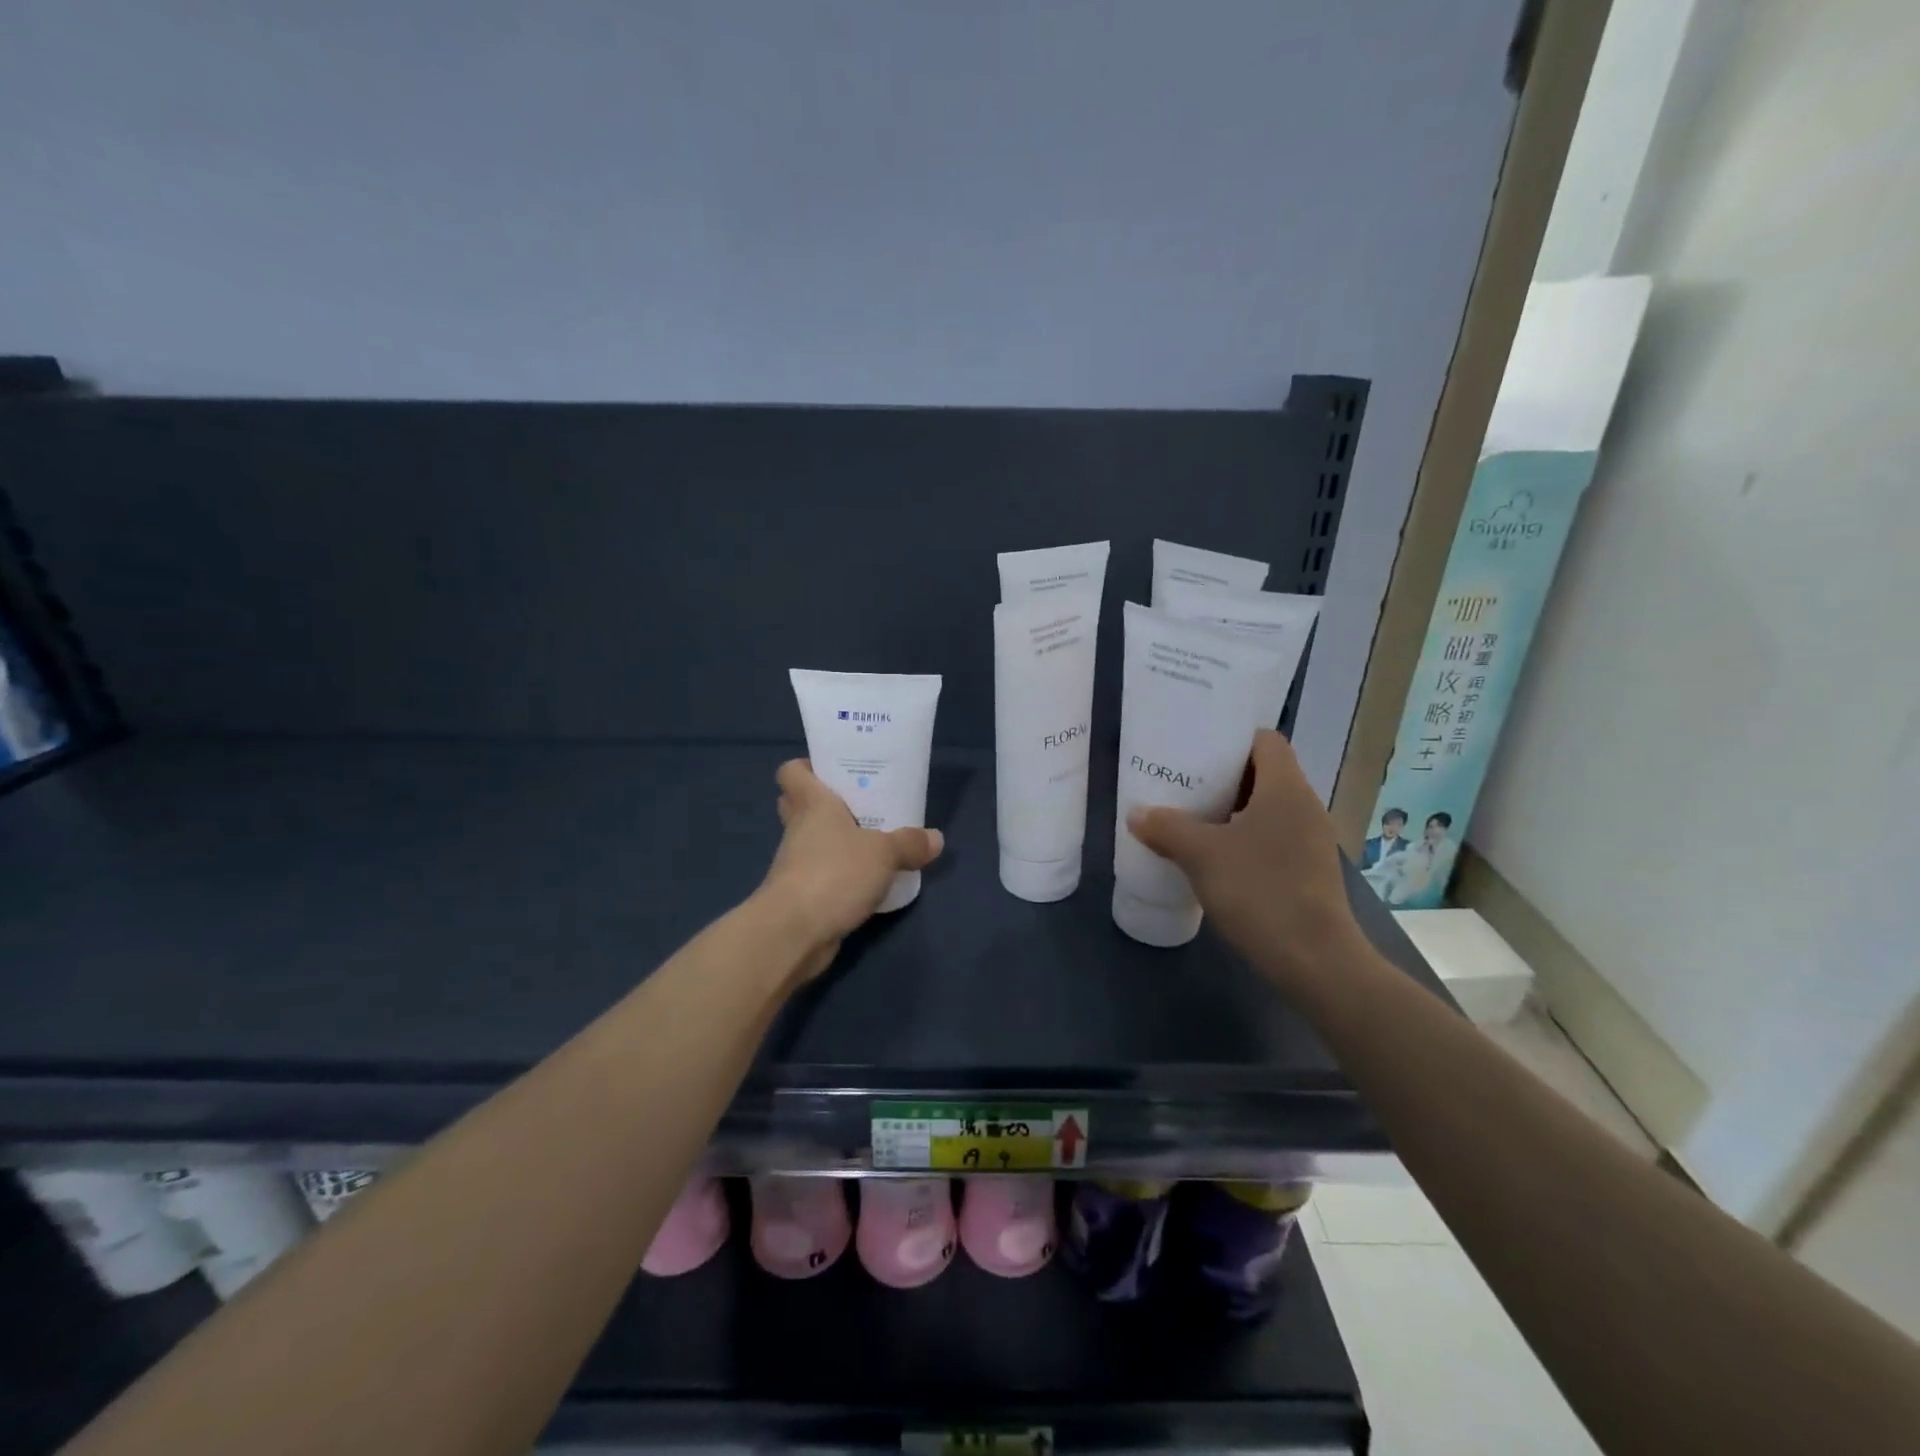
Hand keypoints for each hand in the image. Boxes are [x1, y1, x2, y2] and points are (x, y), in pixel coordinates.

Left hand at [757, 759, 944, 980]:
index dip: (809, 767)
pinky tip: (870, 881)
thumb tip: (936, 838)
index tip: (835, 770)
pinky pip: (822, 875)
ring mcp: (796, 864)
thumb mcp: (883, 854)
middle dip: (828, 803)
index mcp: (812, 804)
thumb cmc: (834, 874)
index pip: (792, 772)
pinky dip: (841, 876)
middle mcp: (799, 829)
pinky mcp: (801, 896)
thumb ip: (909, 843)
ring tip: (876, 843)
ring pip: (814, 842)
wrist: (793, 933)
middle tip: (862, 804)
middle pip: (801, 805)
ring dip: (838, 842)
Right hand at [1126, 730, 1360, 991]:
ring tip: (1193, 819)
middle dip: (1224, 777)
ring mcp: (1311, 842)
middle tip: (1185, 783)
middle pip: (1264, 774)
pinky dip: (1245, 838)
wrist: (1314, 960)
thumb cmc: (1259, 891)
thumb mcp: (1201, 855)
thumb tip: (1137, 814)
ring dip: (1232, 810)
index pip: (1266, 741)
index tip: (1198, 749)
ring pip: (1268, 809)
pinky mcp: (1309, 872)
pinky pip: (1273, 838)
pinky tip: (1216, 858)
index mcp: (1286, 789)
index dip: (1232, 739)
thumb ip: (1166, 828)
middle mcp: (1305, 807)